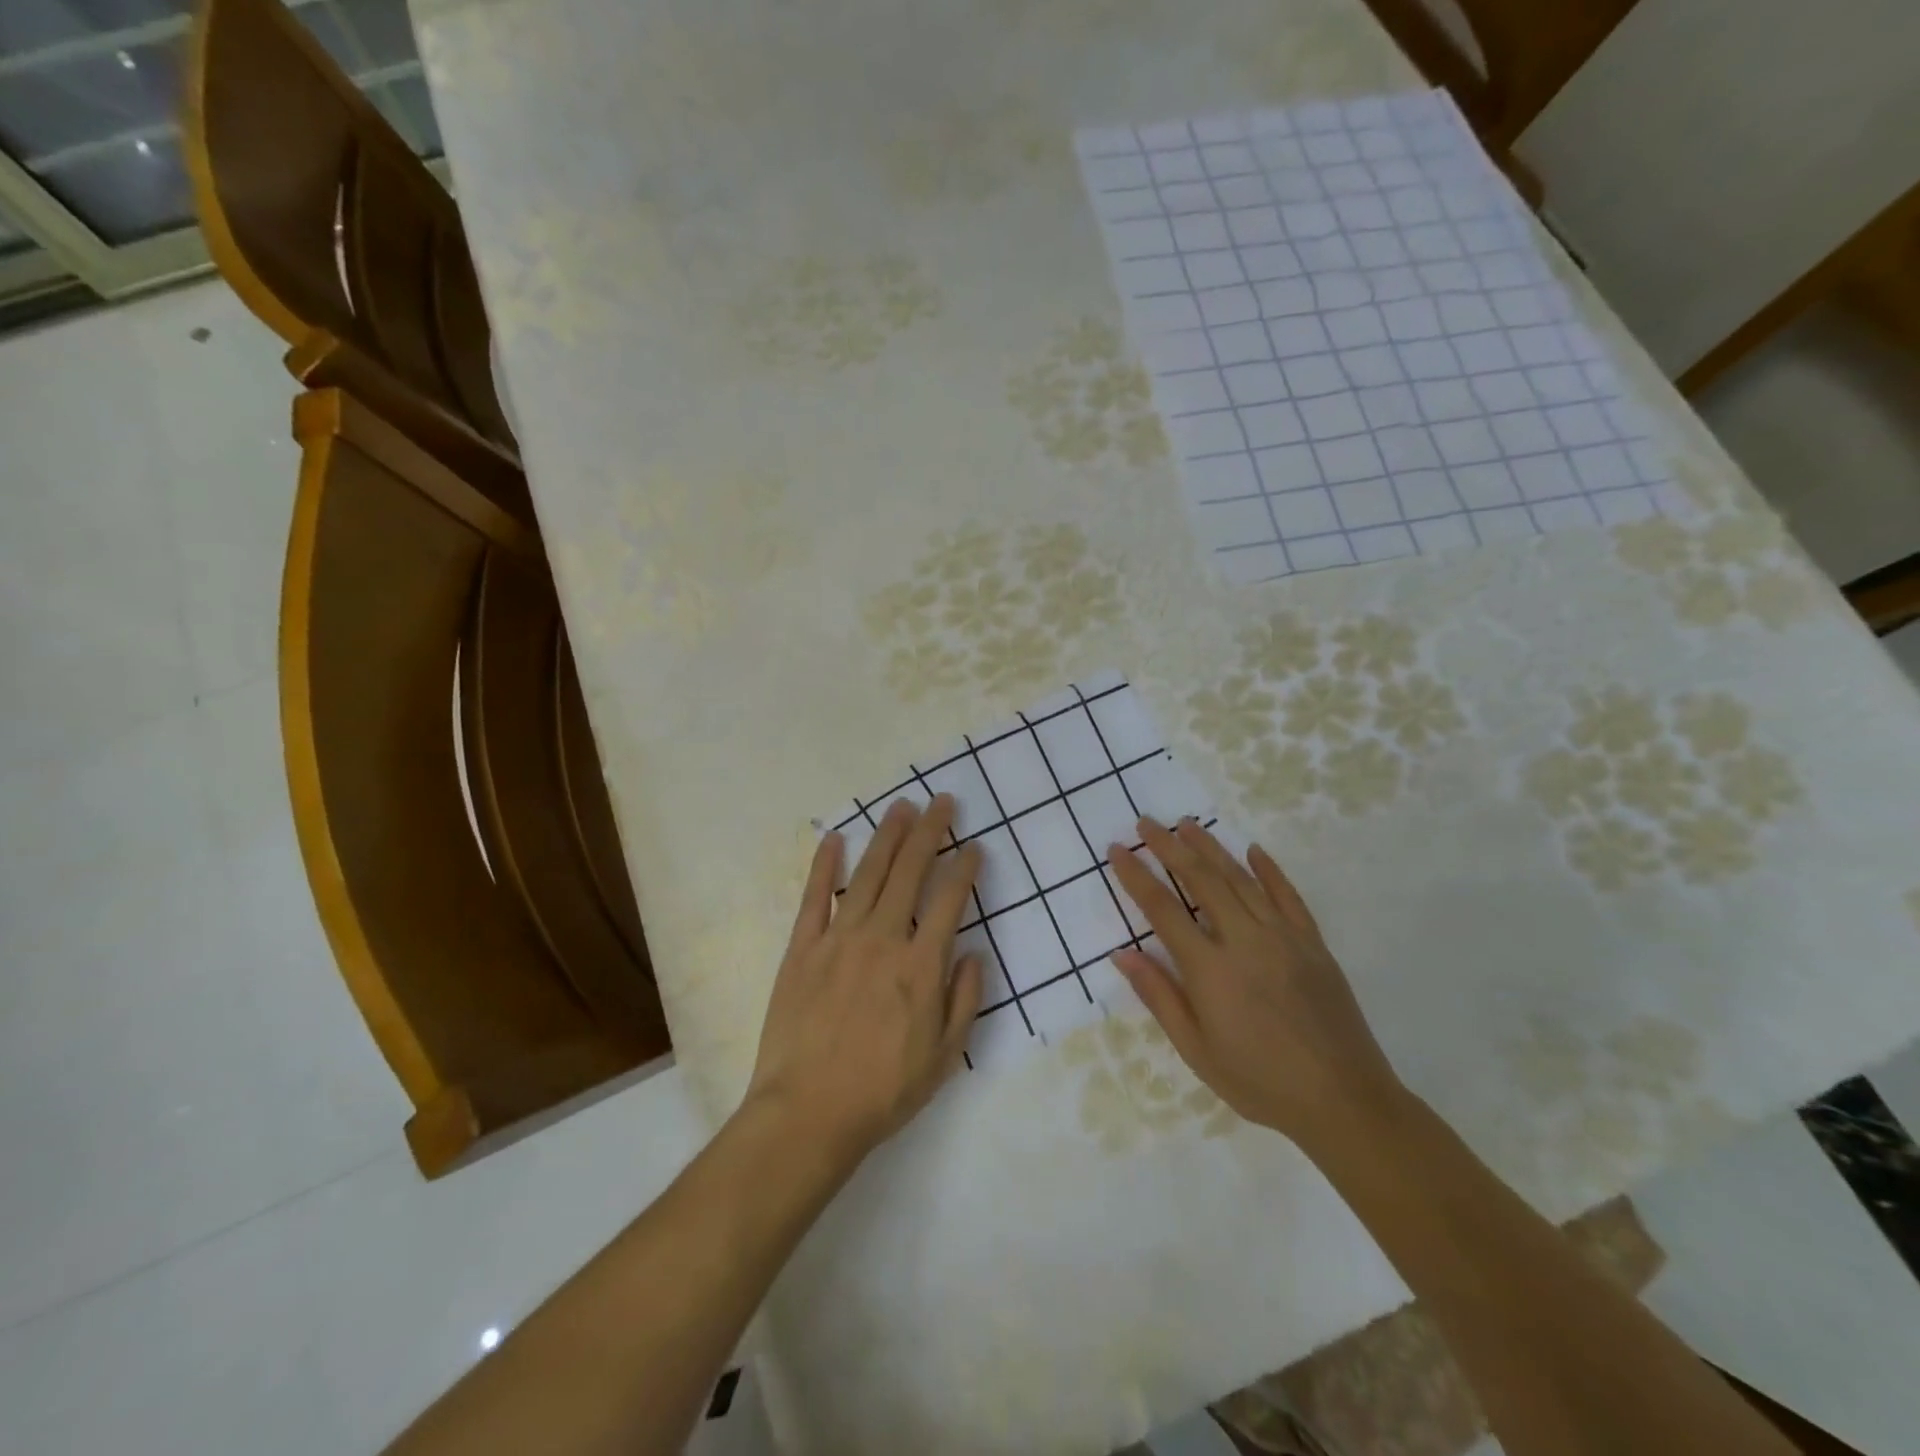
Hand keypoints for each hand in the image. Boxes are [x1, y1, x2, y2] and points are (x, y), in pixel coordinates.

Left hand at [744, 795, 982, 1165]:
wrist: (808, 1113)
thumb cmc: (883, 1091)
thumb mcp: (944, 1057)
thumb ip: (964, 1000)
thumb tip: (973, 953)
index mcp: (920, 966)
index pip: (949, 901)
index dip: (965, 869)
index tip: (974, 846)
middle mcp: (882, 940)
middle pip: (910, 872)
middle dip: (930, 832)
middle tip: (942, 802)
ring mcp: (839, 939)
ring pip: (868, 874)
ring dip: (887, 836)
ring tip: (902, 807)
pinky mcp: (802, 948)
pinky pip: (814, 897)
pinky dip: (825, 865)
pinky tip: (835, 838)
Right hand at [1105, 818, 1404, 1154]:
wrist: (1343, 1101)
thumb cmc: (1259, 1082)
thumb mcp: (1196, 1050)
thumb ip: (1160, 996)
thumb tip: (1123, 954)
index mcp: (1210, 969)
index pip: (1162, 909)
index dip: (1137, 876)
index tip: (1118, 849)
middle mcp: (1244, 941)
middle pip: (1201, 880)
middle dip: (1170, 847)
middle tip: (1148, 823)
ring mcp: (1283, 937)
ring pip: (1241, 879)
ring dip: (1212, 847)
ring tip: (1187, 824)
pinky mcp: (1313, 944)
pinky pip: (1288, 896)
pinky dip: (1270, 870)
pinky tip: (1253, 850)